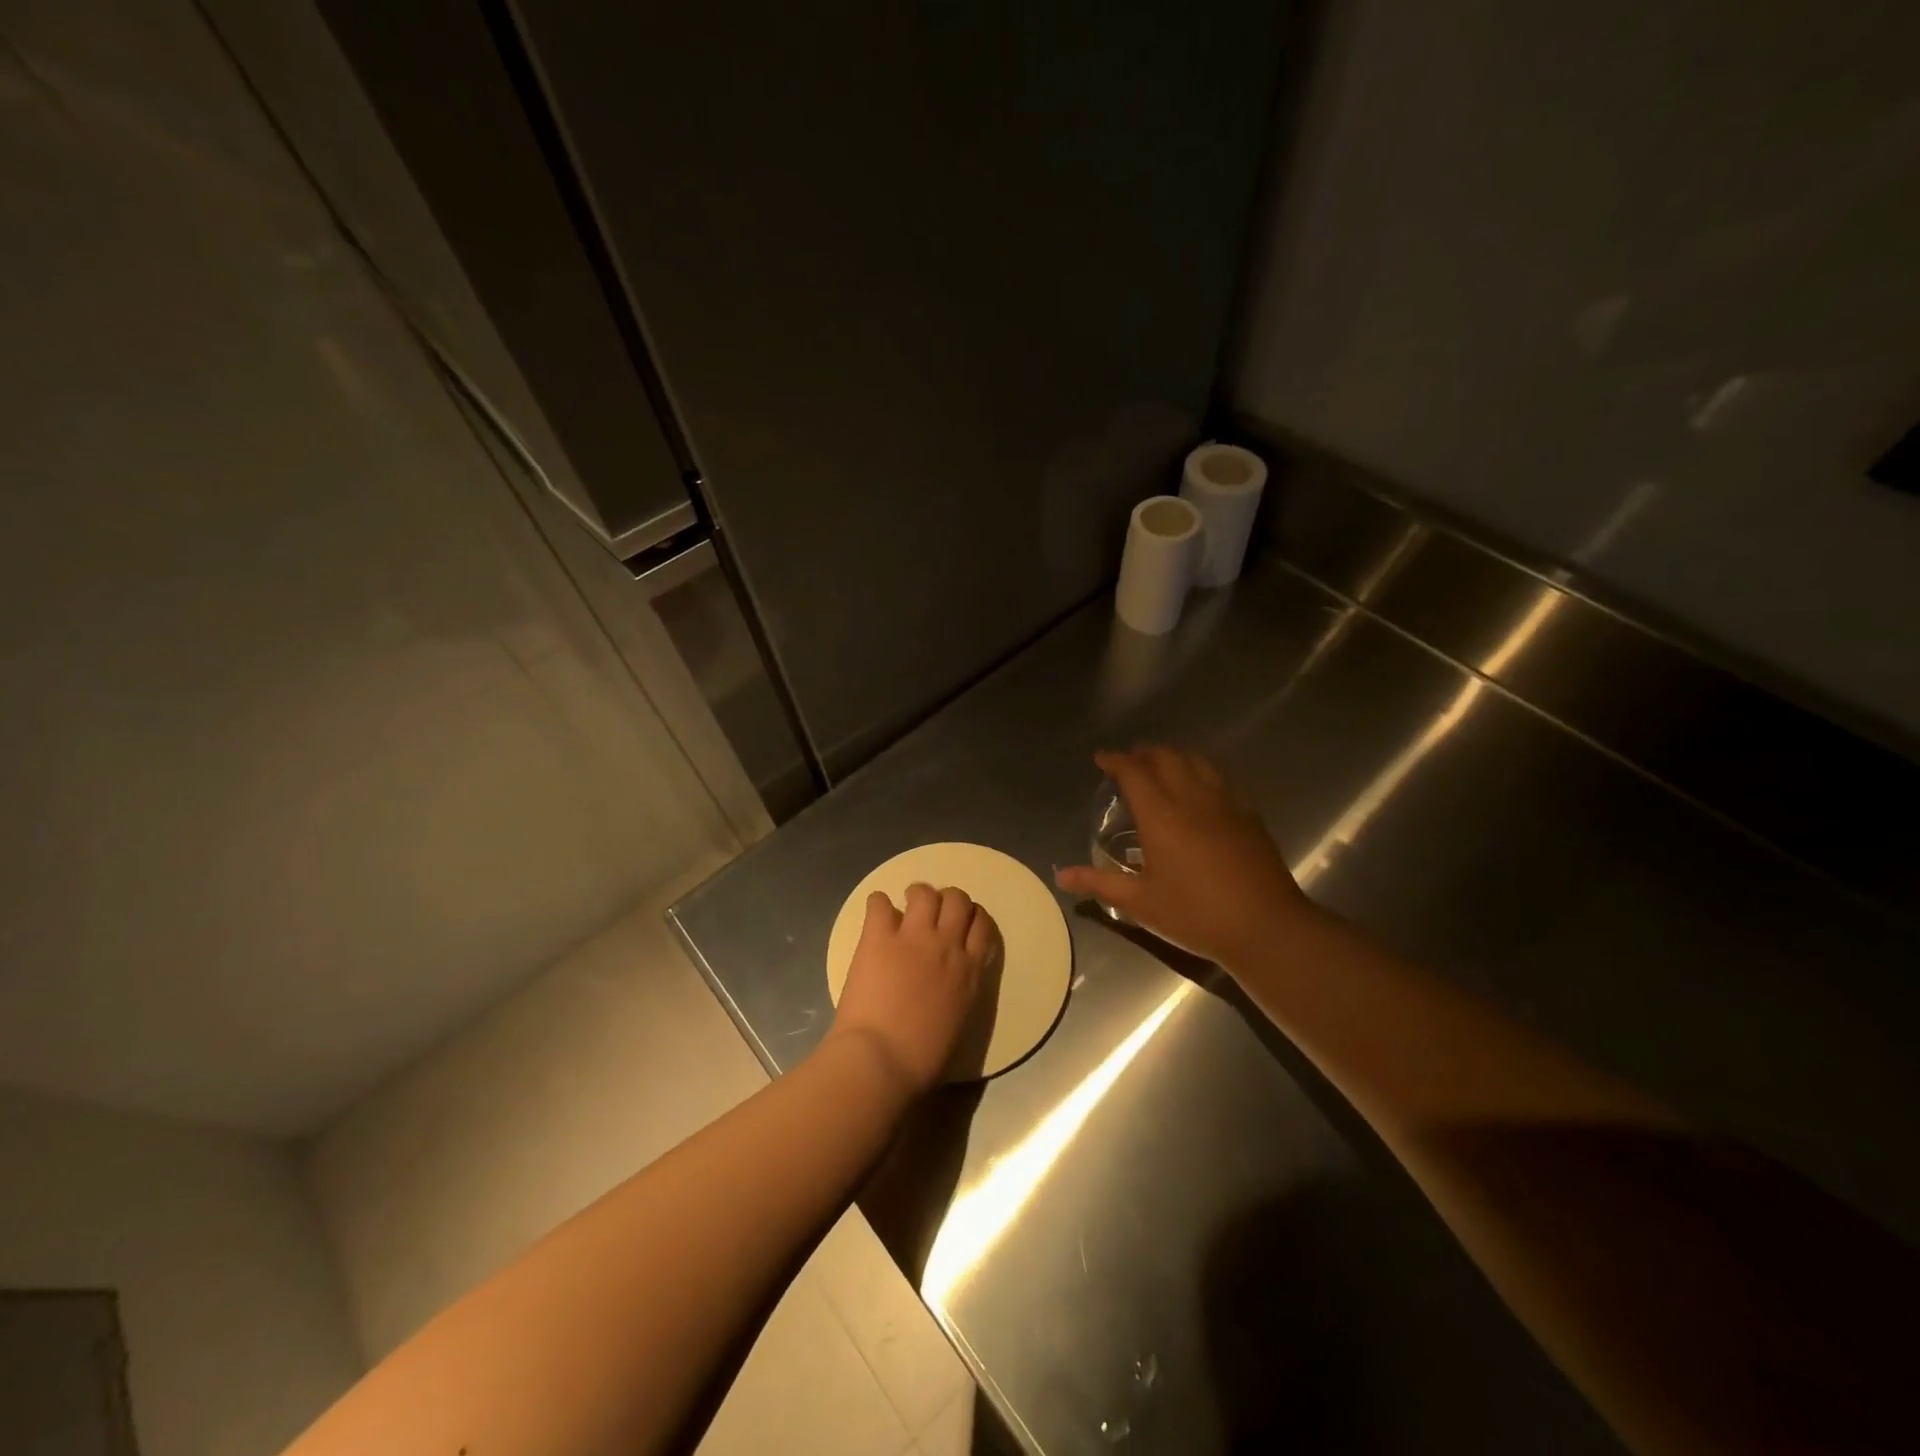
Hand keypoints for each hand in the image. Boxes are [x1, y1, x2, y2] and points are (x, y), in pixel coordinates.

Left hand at [826, 883, 999, 1095]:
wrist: (881, 1059)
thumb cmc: (922, 1059)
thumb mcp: (959, 1023)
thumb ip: (960, 994)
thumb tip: (950, 986)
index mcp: (970, 971)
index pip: (983, 925)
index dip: (973, 917)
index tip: (961, 924)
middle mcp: (947, 945)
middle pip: (958, 899)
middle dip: (948, 899)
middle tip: (933, 913)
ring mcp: (913, 938)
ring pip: (925, 893)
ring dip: (917, 895)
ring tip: (905, 908)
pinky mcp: (878, 938)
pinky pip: (879, 903)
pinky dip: (877, 904)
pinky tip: (876, 915)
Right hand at [1056, 746, 1315, 964]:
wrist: (1266, 926)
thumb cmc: (1195, 915)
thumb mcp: (1141, 902)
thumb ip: (1100, 883)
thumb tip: (1061, 876)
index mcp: (1161, 815)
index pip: (1134, 772)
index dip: (1116, 760)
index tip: (1102, 759)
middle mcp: (1192, 798)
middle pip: (1167, 757)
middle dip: (1144, 753)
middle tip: (1130, 762)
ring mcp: (1225, 803)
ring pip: (1197, 762)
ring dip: (1174, 757)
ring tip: (1162, 767)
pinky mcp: (1249, 815)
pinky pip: (1219, 779)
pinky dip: (1200, 773)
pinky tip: (1200, 792)